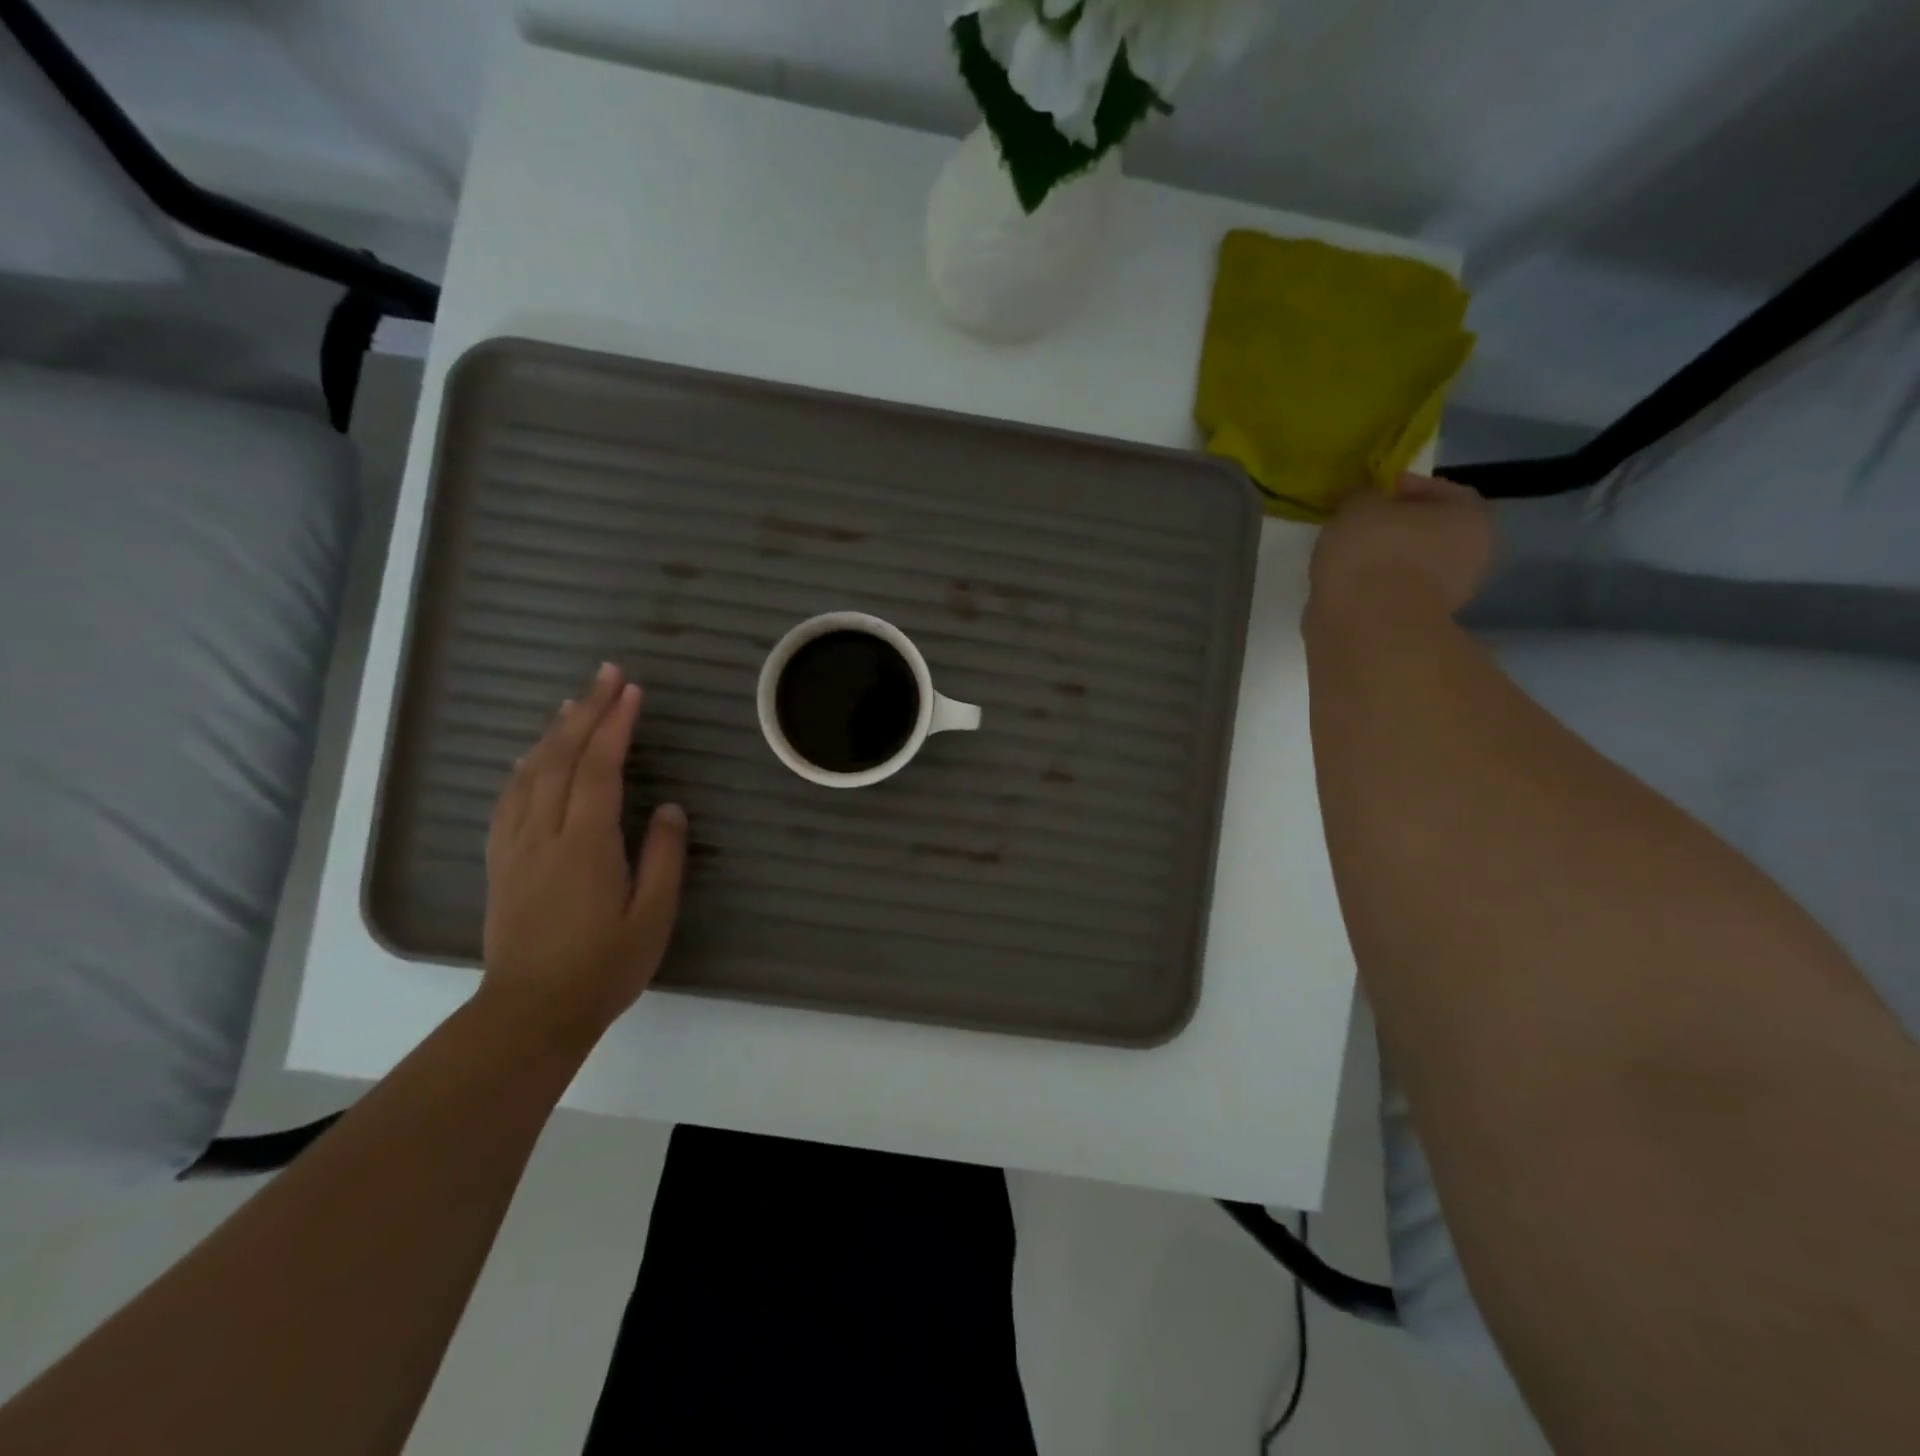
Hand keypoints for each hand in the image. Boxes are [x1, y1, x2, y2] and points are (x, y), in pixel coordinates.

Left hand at [481, 663, 687, 1043]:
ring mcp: (516, 847)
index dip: (615, 725)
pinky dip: (523, 767)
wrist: (530, 1013)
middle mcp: (544, 834)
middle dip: (586, 711)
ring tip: (574, 701)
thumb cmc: (603, 967)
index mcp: (585, 844)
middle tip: (607, 674)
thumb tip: (670, 808)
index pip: (599, 769)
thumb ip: (664, 857)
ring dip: (554, 731)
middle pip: (561, 759)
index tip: (632, 690)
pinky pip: (508, 799)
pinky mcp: (501, 863)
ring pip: (530, 773)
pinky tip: (529, 756)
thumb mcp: (653, 916)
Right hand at [1309, 474, 1494, 616]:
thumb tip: (1360, 497)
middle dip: (1394, 527)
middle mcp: (1472, 555)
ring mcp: (1448, 595)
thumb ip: (1361, 495)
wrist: (1366, 624)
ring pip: (1411, 565)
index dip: (1400, 487)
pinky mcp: (1417, 623)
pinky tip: (1347, 585)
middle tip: (1356, 525)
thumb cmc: (1372, 551)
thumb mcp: (1357, 505)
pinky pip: (1394, 593)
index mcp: (1471, 517)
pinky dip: (1374, 587)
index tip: (1367, 493)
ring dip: (1383, 560)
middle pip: (1428, 531)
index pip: (1438, 490)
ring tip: (1345, 558)